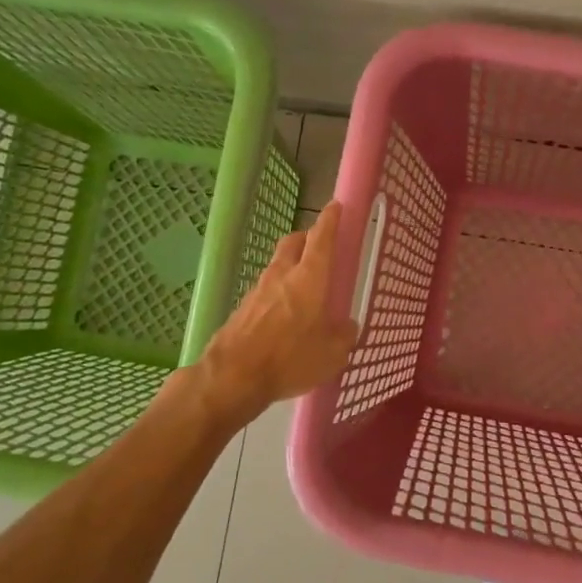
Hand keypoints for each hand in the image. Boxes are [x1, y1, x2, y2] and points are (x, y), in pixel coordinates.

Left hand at [193, 202, 359, 417]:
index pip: (321, 238)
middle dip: (307, 237)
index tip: (335, 206)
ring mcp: (258, 290)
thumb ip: (344, 336)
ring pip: (278, 265)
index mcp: (309, 277)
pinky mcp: (243, 309)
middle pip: (294, 242)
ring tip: (305, 286)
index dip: (330, 220)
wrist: (233, 376)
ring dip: (291, 266)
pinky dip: (278, 293)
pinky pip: (265, 291)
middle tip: (320, 245)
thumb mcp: (332, 354)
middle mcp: (282, 275)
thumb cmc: (290, 358)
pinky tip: (284, 315)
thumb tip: (348, 327)